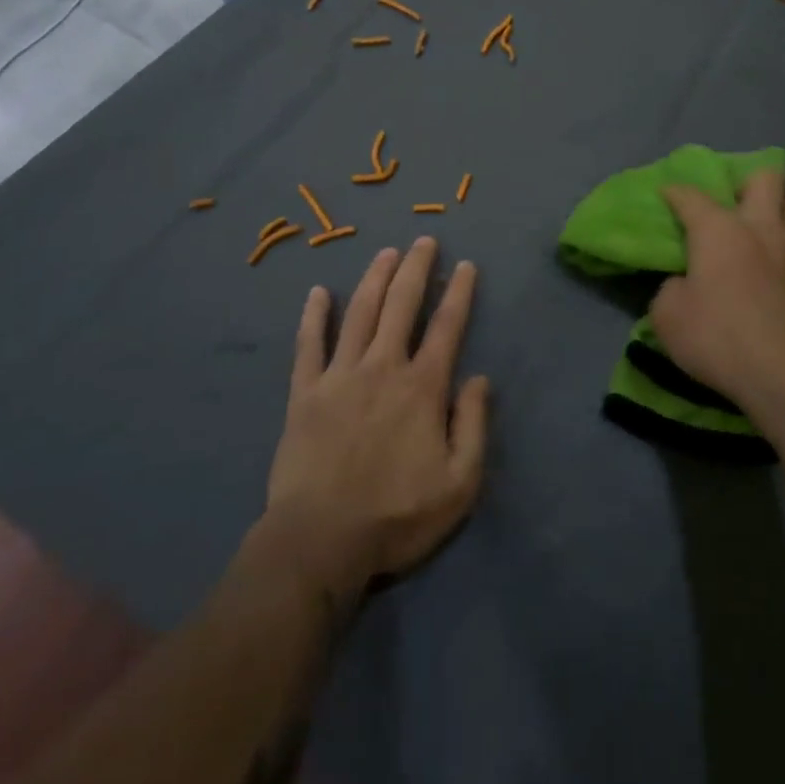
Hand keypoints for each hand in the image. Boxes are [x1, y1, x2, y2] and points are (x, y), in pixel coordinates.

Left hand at [259, 239, 489, 607]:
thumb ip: (473, 425)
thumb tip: (480, 378)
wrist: (320, 542)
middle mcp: (382, 368)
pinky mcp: (304, 394)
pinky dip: (313, 316)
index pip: (447, 327)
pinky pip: (308, 345)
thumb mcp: (459, 484)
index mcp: (422, 387)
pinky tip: (317, 292)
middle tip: (424, 241)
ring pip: (359, 313)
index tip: (466, 266)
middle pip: (401, 306)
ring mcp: (339, 376)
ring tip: (386, 253)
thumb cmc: (396, 516)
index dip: (459, 293)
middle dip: (416, 269)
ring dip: (374, 279)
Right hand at [650, 169, 784, 413]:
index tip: (668, 194)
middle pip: (766, 179)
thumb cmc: (719, 339)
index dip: (676, 192)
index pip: (691, 197)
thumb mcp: (668, 318)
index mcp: (718, 231)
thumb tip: (685, 283)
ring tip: (772, 233)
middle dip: (749, 185)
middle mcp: (761, 228)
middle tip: (737, 209)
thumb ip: (671, 290)